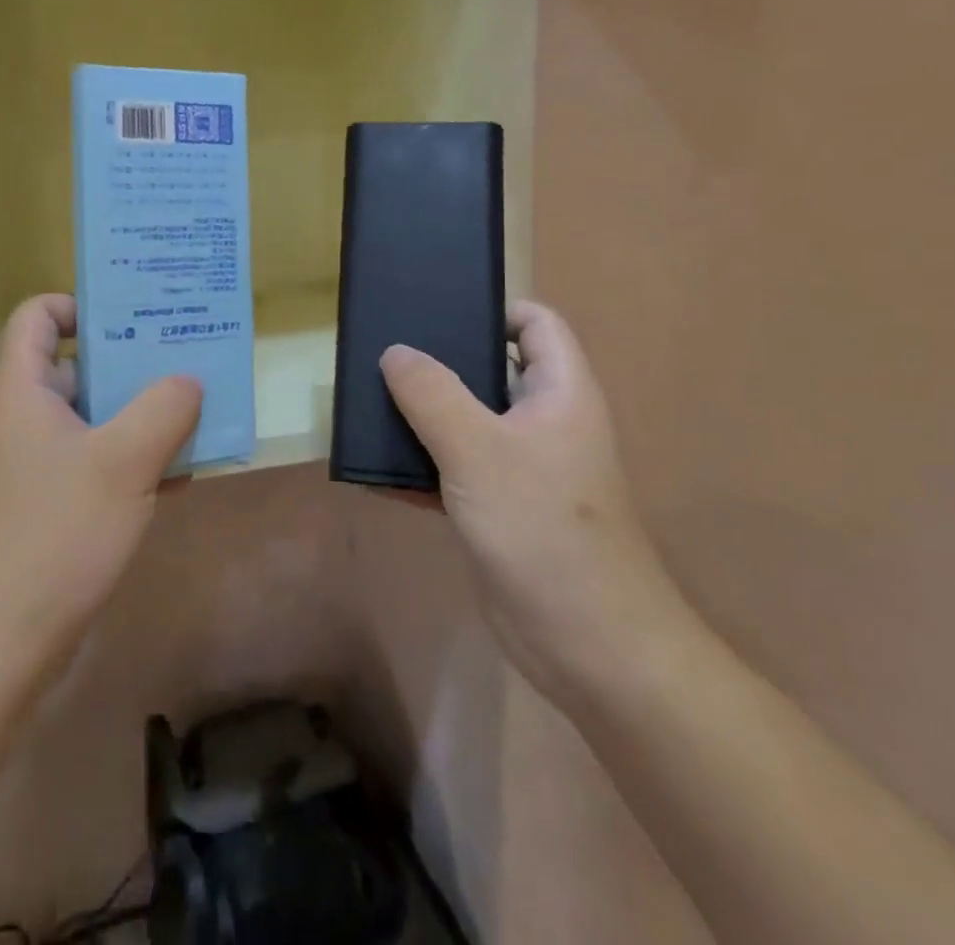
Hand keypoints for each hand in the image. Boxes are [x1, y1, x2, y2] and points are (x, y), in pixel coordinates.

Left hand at [0, 294, 201, 667]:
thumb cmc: (54, 535)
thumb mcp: (124, 462)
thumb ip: (164, 409)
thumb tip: (188, 380)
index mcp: (19, 389)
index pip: (39, 315)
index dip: (82, 305)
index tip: (134, 317)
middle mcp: (15, 418)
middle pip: (73, 367)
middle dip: (130, 363)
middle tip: (185, 362)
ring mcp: (24, 465)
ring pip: (87, 420)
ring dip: (136, 417)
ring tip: (194, 415)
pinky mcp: (36, 506)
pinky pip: (85, 463)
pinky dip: (124, 461)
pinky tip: (177, 476)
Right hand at [379, 301, 688, 705]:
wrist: (587, 644)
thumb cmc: (543, 528)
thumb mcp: (478, 450)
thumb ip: (432, 394)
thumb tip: (395, 352)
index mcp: (559, 393)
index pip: (535, 324)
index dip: (493, 309)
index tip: (436, 310)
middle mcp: (543, 422)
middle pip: (491, 370)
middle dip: (439, 362)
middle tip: (382, 352)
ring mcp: (521, 468)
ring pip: (466, 422)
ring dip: (422, 416)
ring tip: (367, 401)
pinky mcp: (499, 509)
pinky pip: (453, 470)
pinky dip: (419, 467)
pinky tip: (373, 469)